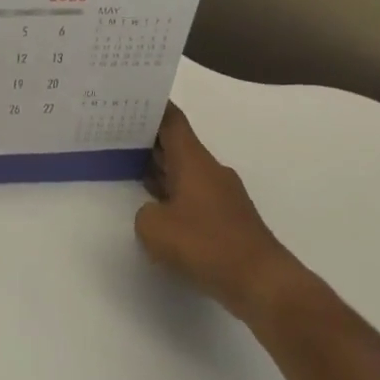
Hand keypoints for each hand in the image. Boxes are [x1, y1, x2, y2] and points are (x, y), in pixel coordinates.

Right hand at [135, 104, 292, 315]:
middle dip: (149, 139)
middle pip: (177, 145)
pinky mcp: (228, 219)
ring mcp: (222, 195)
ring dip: (161, 169)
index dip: (152, 107)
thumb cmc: (206, 245)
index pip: (172, 121)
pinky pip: (194, 195)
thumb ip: (144, 212)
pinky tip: (158, 210)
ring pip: (185, 171)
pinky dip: (174, 195)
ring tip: (129, 169)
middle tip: (117, 134)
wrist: (262, 281)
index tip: (132, 97)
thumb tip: (154, 212)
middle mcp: (210, 171)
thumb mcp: (154, 228)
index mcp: (194, 161)